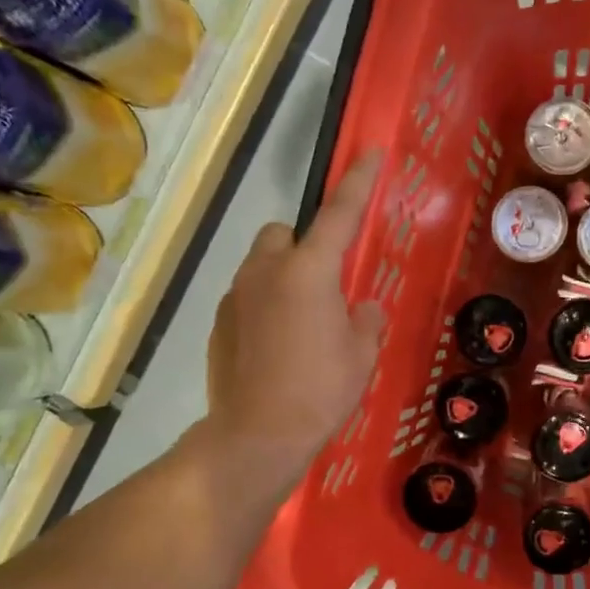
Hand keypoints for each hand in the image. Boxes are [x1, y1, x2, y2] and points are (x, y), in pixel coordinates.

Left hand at [207, 153, 385, 472]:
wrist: (257, 435)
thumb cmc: (321, 391)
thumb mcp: (362, 356)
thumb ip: (365, 321)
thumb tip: (359, 308)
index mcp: (310, 271)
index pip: (339, 214)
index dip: (358, 182)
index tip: (370, 153)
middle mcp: (267, 271)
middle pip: (283, 233)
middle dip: (303, 246)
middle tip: (324, 285)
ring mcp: (236, 296)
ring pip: (261, 265)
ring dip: (282, 278)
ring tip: (301, 325)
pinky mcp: (219, 323)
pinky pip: (247, 298)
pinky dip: (263, 308)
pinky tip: (276, 348)